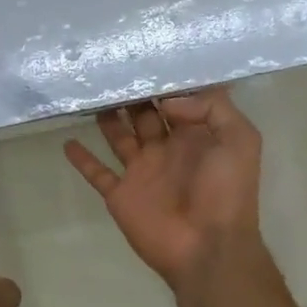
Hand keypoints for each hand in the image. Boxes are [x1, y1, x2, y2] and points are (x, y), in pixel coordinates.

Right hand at [64, 88, 264, 287]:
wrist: (209, 248)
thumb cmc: (227, 192)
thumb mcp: (239, 139)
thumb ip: (211, 109)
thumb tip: (167, 101)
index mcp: (196, 136)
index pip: (177, 101)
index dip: (163, 82)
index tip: (143, 58)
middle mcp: (167, 149)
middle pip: (144, 114)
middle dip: (131, 94)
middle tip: (110, 69)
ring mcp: (142, 172)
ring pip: (120, 136)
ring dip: (107, 117)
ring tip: (89, 93)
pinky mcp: (121, 194)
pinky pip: (97, 173)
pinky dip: (82, 159)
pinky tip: (67, 141)